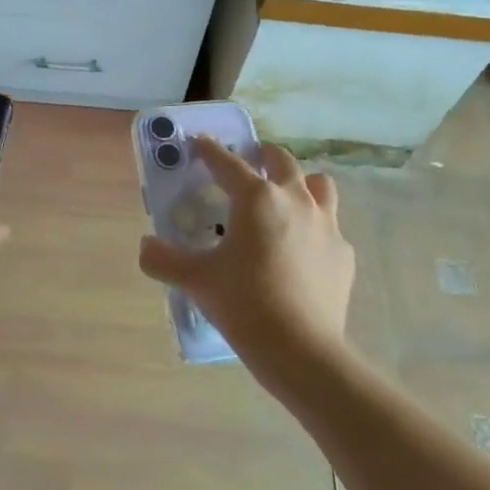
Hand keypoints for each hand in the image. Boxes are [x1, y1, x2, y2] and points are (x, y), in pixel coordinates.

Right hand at [138, 137, 354, 365]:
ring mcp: (327, 225)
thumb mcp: (195, 281)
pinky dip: (315, 228)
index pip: (228, 164)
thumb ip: (163, 259)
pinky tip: (303, 250)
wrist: (300, 347)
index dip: (210, 150)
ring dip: (301, 182)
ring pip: (319, 185)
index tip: (200, 142)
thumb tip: (145, 246)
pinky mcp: (343, 253)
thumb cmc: (243, 303)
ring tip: (286, 196)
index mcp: (256, 199)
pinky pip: (330, 227)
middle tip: (250, 160)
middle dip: (263, 155)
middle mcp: (295, 200)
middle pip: (282, 161)